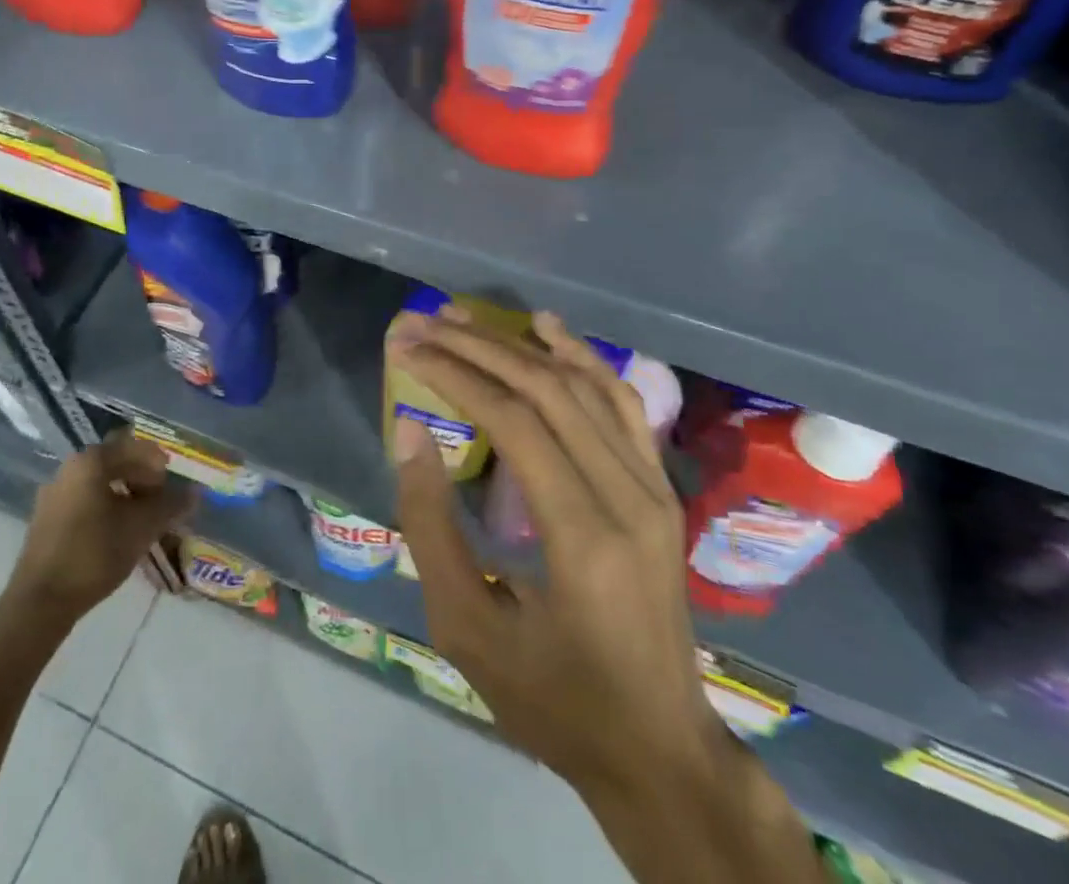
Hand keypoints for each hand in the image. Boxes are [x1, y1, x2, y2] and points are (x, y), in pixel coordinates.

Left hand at [6, 431, 194, 624]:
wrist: (40, 602)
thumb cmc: (94, 554)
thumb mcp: (141, 528)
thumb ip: (170, 506)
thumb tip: (195, 493)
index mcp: (90, 462)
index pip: (132, 446)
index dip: (157, 461)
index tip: (172, 482)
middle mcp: (69, 469)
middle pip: (114, 462)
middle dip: (142, 477)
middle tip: (161, 500)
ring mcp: (54, 494)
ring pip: (99, 483)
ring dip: (125, 493)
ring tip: (143, 519)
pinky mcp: (47, 519)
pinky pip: (84, 500)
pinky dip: (106, 507)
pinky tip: (118, 533)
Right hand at [388, 309, 727, 794]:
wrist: (660, 750)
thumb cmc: (554, 700)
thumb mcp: (467, 629)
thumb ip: (431, 525)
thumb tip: (410, 432)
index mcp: (583, 537)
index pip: (513, 421)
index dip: (454, 374)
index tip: (407, 347)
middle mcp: (628, 497)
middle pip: (548, 390)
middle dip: (477, 348)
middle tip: (424, 322)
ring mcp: (654, 488)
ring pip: (585, 386)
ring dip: (520, 344)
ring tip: (466, 317)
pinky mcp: (661, 488)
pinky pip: (622, 404)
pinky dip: (582, 358)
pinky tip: (547, 328)